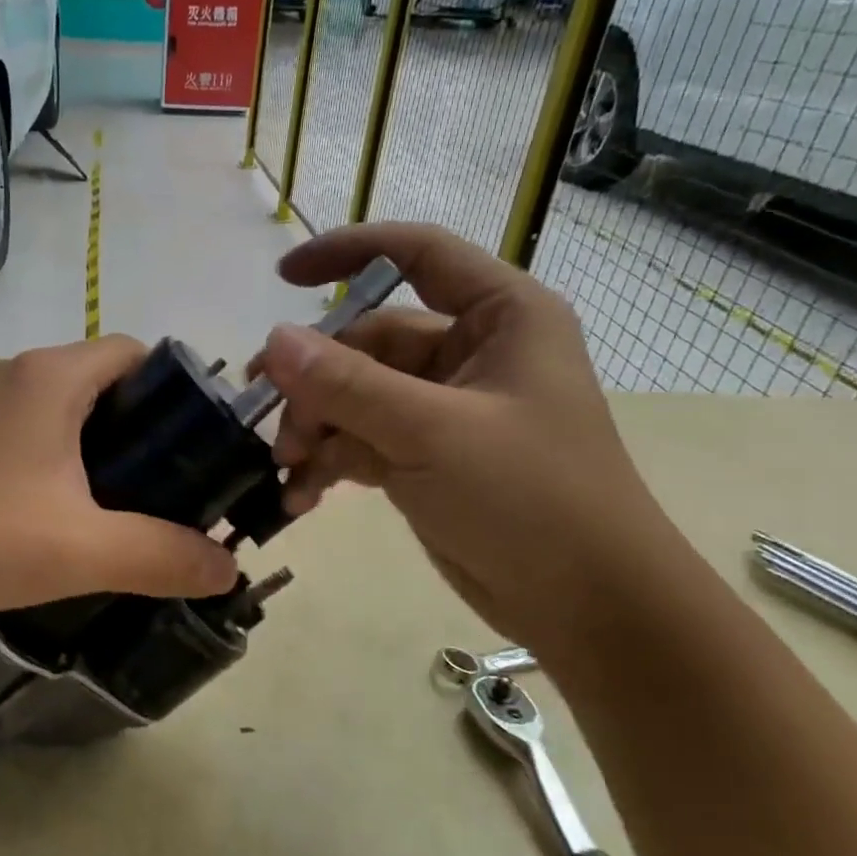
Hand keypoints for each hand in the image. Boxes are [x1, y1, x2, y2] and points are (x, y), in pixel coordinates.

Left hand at [0, 337, 237, 623]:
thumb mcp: (86, 550)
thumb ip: (165, 557)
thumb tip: (229, 570)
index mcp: (53, 377)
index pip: (137, 352)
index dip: (177, 390)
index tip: (198, 444)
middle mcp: (16, 376)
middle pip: (104, 381)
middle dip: (145, 427)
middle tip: (171, 483)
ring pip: (65, 409)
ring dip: (101, 447)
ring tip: (126, 502)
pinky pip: (31, 432)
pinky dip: (62, 459)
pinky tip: (65, 512)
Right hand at [255, 223, 673, 651]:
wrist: (584, 603)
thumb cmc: (530, 498)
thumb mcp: (432, 432)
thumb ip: (348, 385)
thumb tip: (274, 341)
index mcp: (499, 317)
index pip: (418, 254)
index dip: (348, 252)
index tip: (282, 277)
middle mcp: (471, 353)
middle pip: (369, 343)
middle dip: (316, 383)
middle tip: (272, 424)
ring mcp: (446, 409)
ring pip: (357, 396)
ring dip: (316, 428)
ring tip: (285, 468)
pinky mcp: (427, 457)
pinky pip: (362, 441)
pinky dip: (330, 463)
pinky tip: (300, 495)